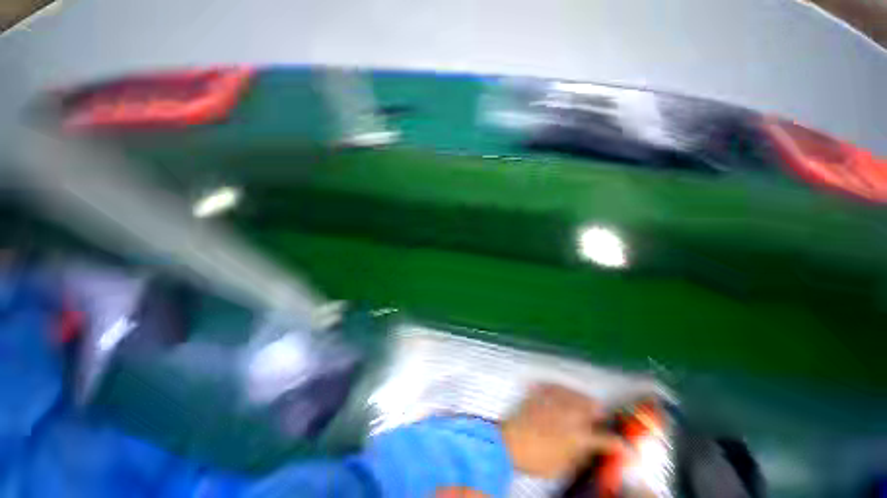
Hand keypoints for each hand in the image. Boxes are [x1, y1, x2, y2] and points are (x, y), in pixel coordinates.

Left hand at [500, 384, 623, 478]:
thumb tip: (592, 451)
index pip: (608, 439)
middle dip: (601, 416)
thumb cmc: (536, 459)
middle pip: (594, 407)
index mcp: (579, 435)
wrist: (509, 442)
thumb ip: (582, 456)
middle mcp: (569, 413)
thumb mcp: (564, 466)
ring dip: (584, 401)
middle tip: (601, 423)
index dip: (621, 446)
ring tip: (585, 408)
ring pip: (577, 393)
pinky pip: (558, 386)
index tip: (628, 449)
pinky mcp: (541, 393)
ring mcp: (554, 400)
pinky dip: (565, 391)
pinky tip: (565, 395)